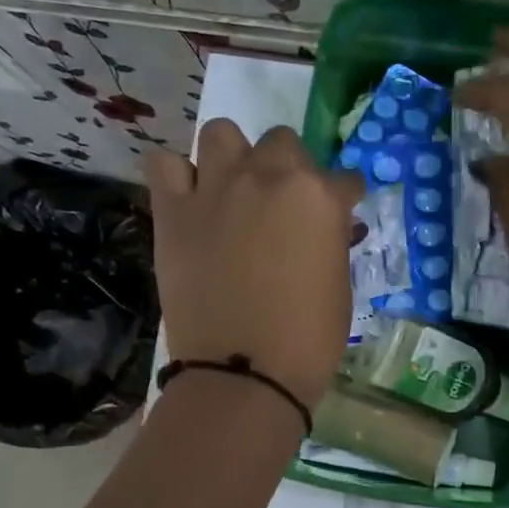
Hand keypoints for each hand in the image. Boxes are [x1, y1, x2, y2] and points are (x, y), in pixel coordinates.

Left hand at [144, 121, 364, 409]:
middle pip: (282, 142)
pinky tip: (189, 200)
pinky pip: (165, 165)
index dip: (343, 197)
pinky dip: (177, 176)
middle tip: (283, 206)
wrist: (245, 373)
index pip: (343, 179)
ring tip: (233, 190)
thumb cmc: (308, 340)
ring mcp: (217, 189)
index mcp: (319, 197)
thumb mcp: (339, 286)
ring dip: (233, 156)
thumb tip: (330, 227)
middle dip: (289, 168)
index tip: (340, 216)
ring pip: (221, 134)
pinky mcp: (174, 211)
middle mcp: (269, 177)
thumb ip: (332, 242)